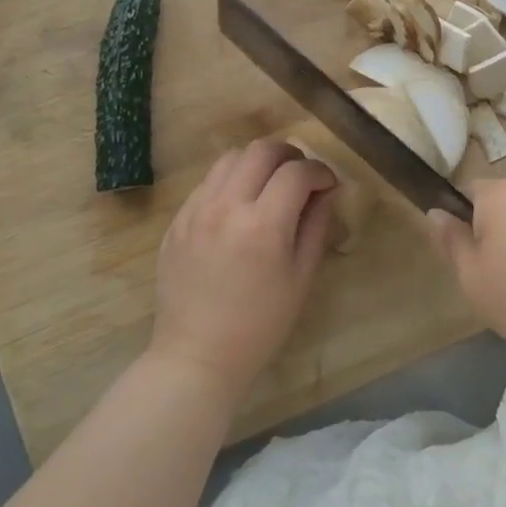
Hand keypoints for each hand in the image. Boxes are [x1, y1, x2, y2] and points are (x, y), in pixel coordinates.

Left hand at [149, 139, 337, 406]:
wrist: (197, 356)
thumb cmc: (261, 325)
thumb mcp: (301, 277)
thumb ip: (316, 226)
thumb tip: (328, 191)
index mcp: (263, 224)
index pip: (297, 172)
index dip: (320, 171)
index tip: (328, 184)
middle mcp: (226, 206)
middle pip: (261, 150)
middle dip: (289, 155)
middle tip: (301, 175)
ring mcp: (196, 211)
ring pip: (230, 158)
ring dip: (257, 162)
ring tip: (269, 184)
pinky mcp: (177, 221)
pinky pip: (207, 183)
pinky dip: (230, 181)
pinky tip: (239, 206)